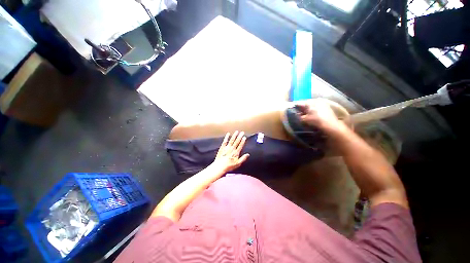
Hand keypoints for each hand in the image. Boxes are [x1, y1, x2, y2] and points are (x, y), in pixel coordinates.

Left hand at [213, 131, 249, 172]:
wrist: (219, 166)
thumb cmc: (229, 166)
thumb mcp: (238, 164)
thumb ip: (243, 158)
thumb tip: (248, 154)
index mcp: (236, 153)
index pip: (240, 145)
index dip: (243, 141)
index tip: (244, 137)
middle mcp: (232, 149)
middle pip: (237, 141)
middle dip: (240, 136)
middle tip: (242, 132)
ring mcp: (227, 148)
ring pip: (231, 140)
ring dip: (234, 135)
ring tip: (236, 131)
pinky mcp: (222, 148)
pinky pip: (225, 141)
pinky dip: (226, 137)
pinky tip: (228, 134)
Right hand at [296, 99, 346, 133]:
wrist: (330, 125)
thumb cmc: (315, 121)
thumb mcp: (304, 120)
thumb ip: (298, 116)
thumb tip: (297, 114)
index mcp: (309, 102)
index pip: (298, 103)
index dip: (294, 107)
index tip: (291, 110)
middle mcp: (315, 100)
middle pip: (305, 103)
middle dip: (301, 108)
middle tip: (298, 113)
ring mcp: (322, 102)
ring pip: (311, 105)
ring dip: (308, 109)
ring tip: (305, 114)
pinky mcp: (326, 106)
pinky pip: (317, 106)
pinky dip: (313, 110)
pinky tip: (313, 115)